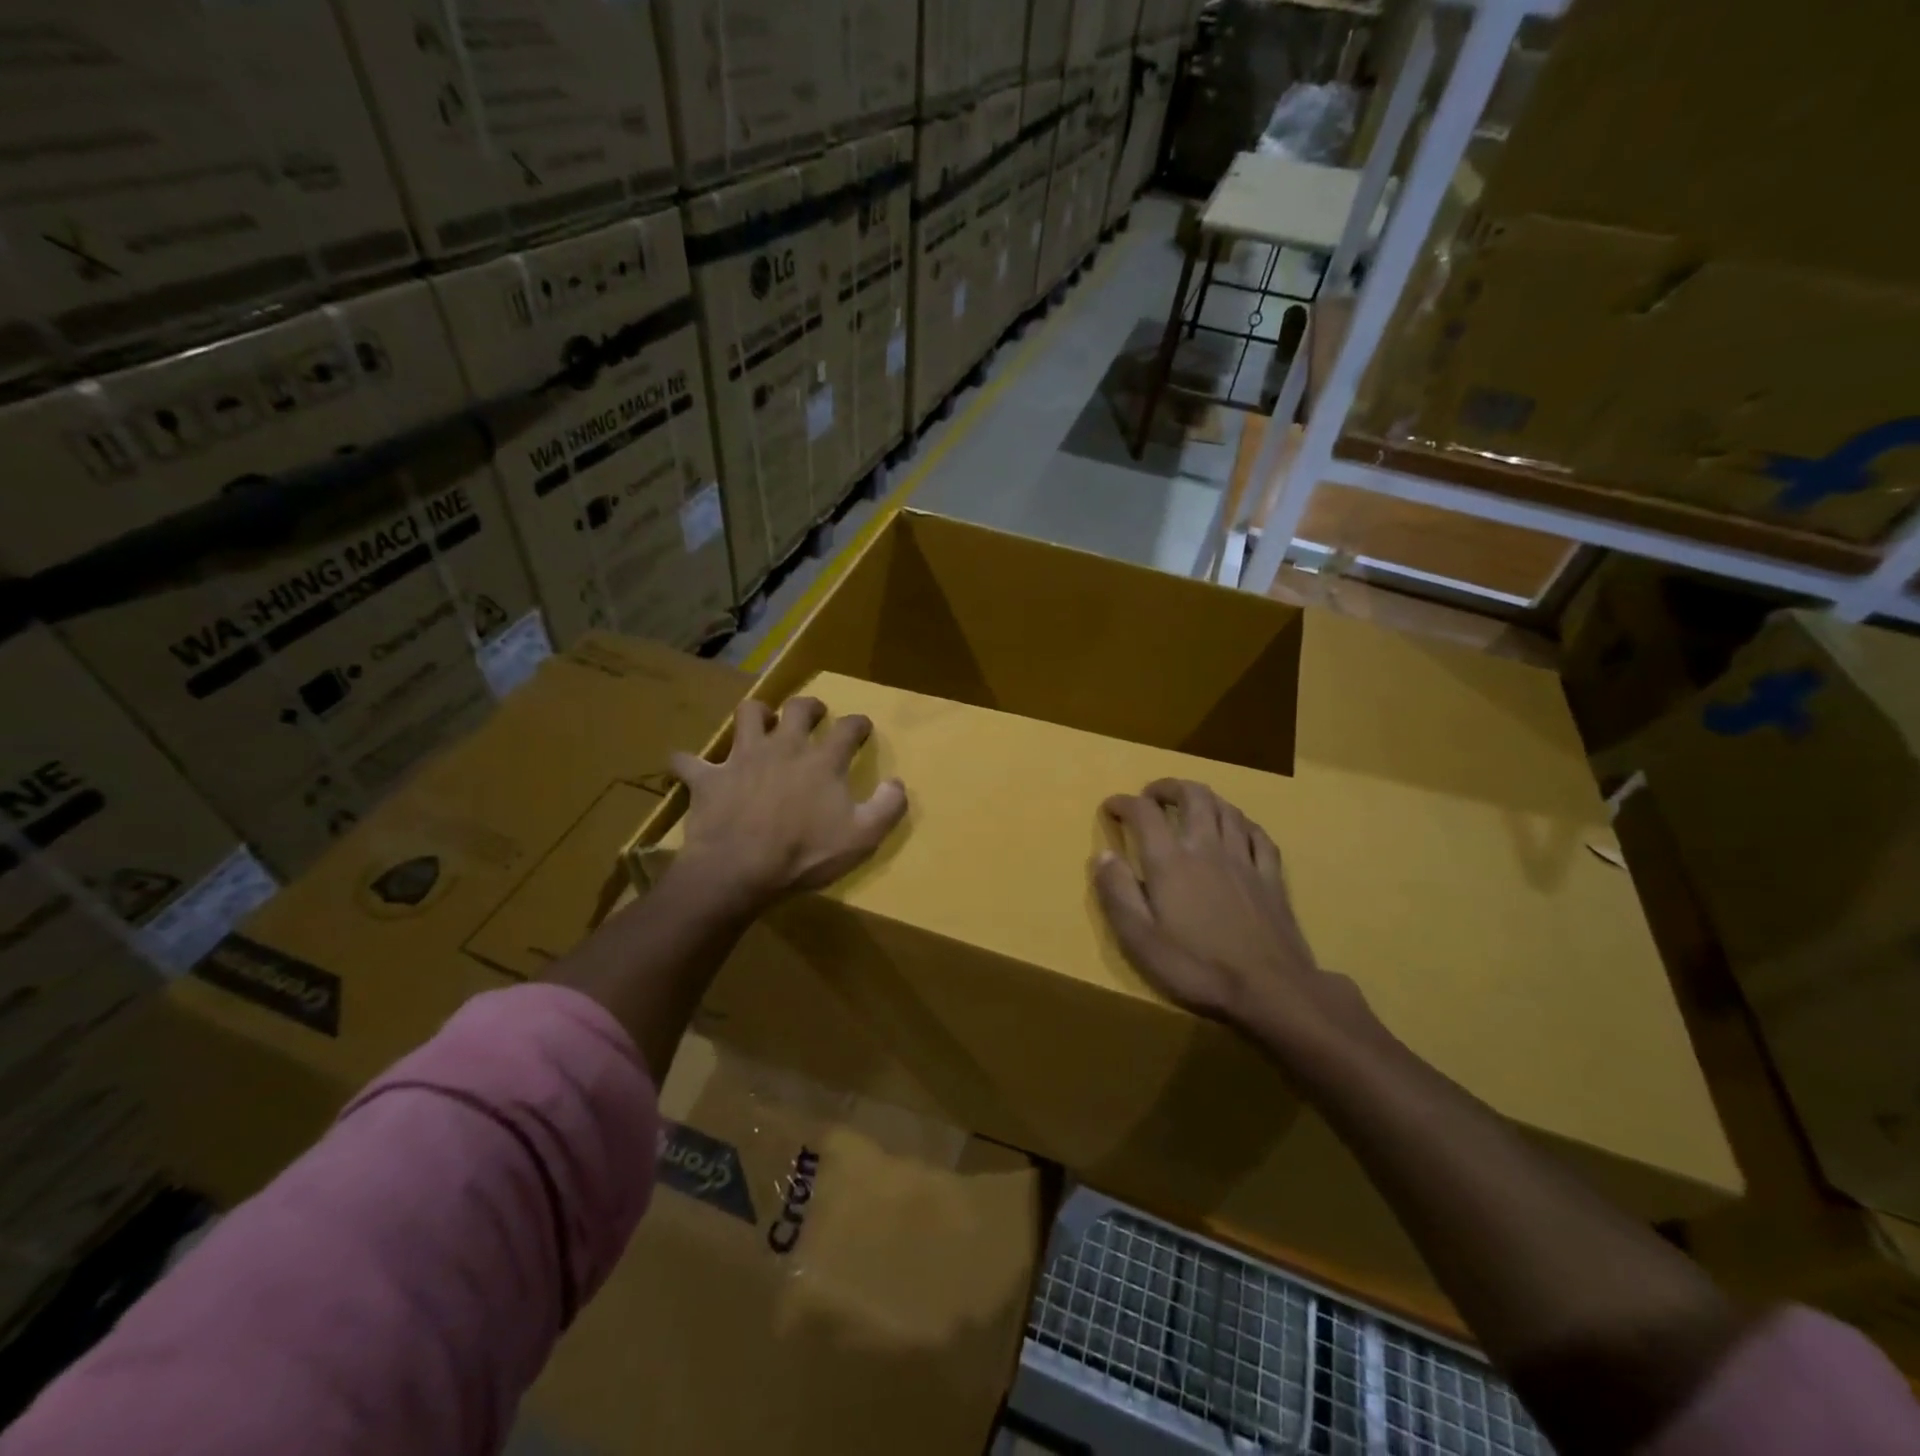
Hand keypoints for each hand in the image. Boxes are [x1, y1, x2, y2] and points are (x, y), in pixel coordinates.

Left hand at [670, 697, 906, 908]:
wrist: (740, 870)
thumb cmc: (805, 854)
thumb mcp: (863, 838)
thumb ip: (888, 807)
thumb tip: (898, 783)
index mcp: (822, 761)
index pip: (848, 728)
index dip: (858, 724)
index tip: (862, 727)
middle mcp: (783, 747)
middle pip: (798, 709)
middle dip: (809, 706)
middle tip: (813, 713)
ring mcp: (742, 758)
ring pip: (747, 715)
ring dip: (755, 714)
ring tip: (759, 722)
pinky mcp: (708, 778)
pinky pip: (688, 762)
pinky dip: (687, 762)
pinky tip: (687, 765)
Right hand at [1094, 779, 1378, 1059]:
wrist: (1270, 990)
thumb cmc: (1196, 967)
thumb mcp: (1140, 939)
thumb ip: (1117, 893)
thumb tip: (1102, 856)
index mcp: (1170, 861)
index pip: (1144, 813)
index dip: (1123, 803)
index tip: (1110, 808)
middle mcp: (1207, 847)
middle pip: (1192, 796)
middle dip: (1168, 787)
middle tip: (1152, 795)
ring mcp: (1244, 859)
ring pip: (1226, 809)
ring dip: (1204, 798)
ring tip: (1190, 805)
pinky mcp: (1272, 877)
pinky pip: (1258, 834)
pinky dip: (1241, 822)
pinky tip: (1237, 829)